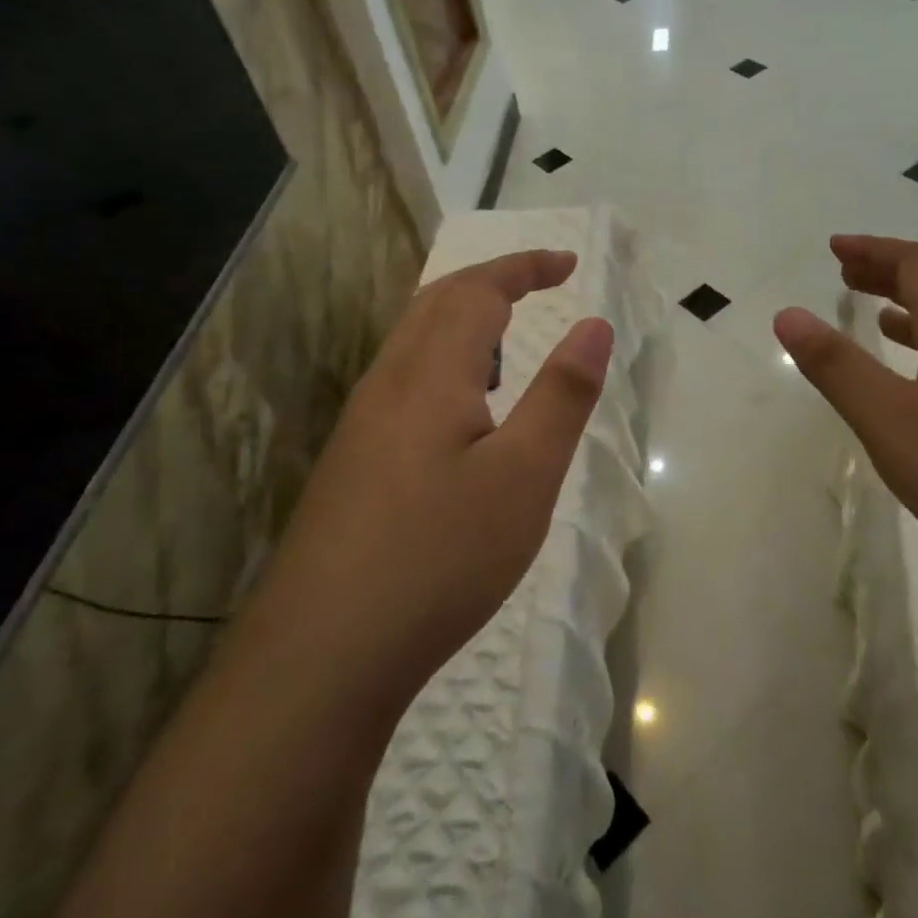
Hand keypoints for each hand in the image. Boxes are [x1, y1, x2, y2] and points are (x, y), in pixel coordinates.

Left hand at [271, 250, 611, 722]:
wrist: (322, 654)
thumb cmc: (439, 557)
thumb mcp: (523, 476)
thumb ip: (561, 395)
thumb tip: (594, 326)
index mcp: (428, 374)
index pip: (477, 290)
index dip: (524, 267)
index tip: (569, 264)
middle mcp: (386, 385)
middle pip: (436, 304)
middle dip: (492, 281)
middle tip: (542, 283)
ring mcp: (361, 426)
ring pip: (413, 343)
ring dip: (463, 320)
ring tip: (508, 338)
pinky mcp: (353, 463)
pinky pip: (403, 382)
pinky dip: (444, 362)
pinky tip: (462, 411)